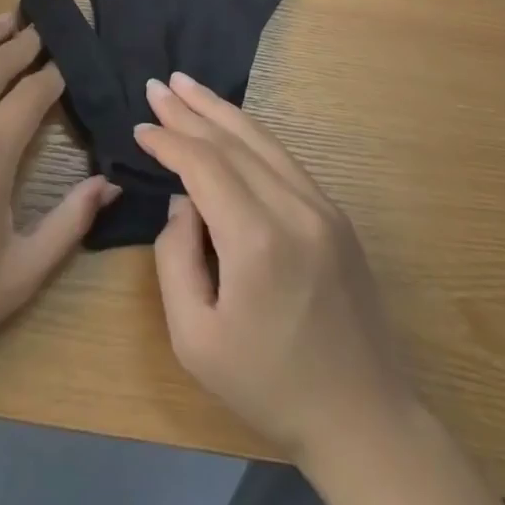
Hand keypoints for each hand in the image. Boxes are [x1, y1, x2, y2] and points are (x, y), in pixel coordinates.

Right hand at [136, 73, 417, 464]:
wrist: (365, 420)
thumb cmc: (269, 387)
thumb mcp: (195, 339)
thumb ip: (174, 258)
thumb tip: (182, 203)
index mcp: (256, 240)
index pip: (203, 165)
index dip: (168, 141)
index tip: (140, 130)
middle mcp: (293, 208)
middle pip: (232, 141)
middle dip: (189, 110)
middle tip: (157, 85)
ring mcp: (322, 207)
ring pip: (262, 140)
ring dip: (220, 110)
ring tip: (188, 85)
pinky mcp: (336, 215)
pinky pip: (284, 159)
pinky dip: (249, 135)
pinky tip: (230, 124)